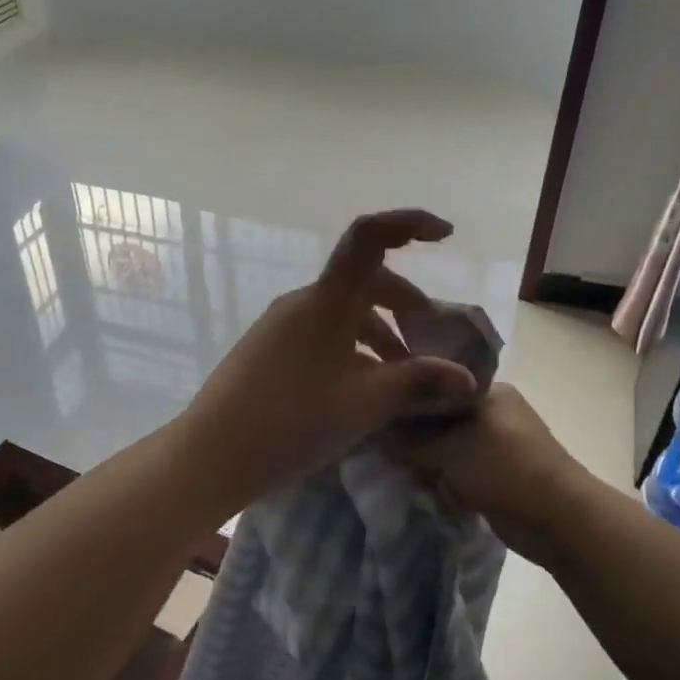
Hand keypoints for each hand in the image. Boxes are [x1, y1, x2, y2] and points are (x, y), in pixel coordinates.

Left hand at [178, 209, 479, 512]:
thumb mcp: (364, 405)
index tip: (446, 237)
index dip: (409, 224)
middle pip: (364, 282)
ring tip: (402, 377)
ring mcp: (280, 326)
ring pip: (343, 313)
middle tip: (429, 345)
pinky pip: (321, 333)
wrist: (212, 455)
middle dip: (405, 306)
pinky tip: (362, 388)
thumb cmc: (292, 423)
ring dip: (379, 334)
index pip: (369, 237)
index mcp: (326, 301)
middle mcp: (302, 302)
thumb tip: (467, 378)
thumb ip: (417, 383)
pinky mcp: (267, 349)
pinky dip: (351, 349)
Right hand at [397, 383, 587, 565]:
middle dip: (415, 437)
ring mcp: (497, 446)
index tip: (378, 415)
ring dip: (428, 463)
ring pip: (447, 448)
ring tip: (398, 470)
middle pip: (440, 419)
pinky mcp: (497, 475)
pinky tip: (422, 488)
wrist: (557, 519)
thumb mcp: (448, 449)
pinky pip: (458, 472)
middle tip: (383, 447)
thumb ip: (410, 440)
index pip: (437, 386)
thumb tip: (377, 431)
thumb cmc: (504, 469)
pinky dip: (443, 481)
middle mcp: (494, 413)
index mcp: (489, 392)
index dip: (407, 401)